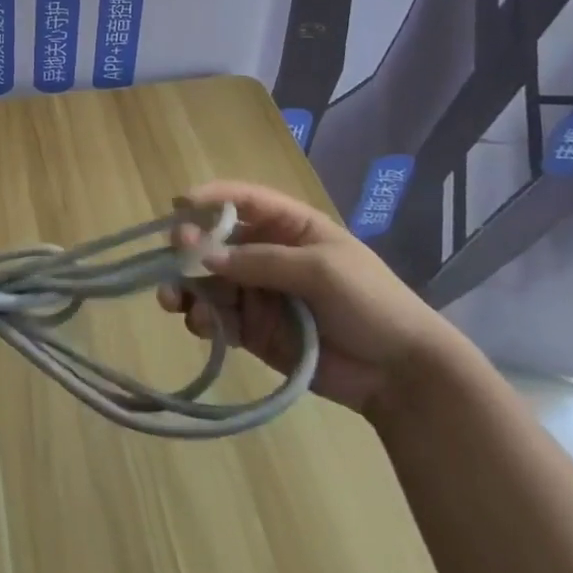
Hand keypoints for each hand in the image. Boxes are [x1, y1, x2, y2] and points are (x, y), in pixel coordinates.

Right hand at [160, 182, 461, 416]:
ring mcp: (258, 293)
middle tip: (173, 258)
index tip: (179, 204)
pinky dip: (201, 318)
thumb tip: (204, 256)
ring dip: (186, 285)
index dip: (211, 198)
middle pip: (216, 241)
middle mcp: (267, 254)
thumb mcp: (321, 270)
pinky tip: (200, 325)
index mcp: (290, 227)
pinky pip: (217, 317)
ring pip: (208, 280)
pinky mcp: (253, 330)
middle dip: (189, 246)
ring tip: (172, 299)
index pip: (243, 201)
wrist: (400, 374)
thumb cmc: (370, 303)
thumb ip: (262, 261)